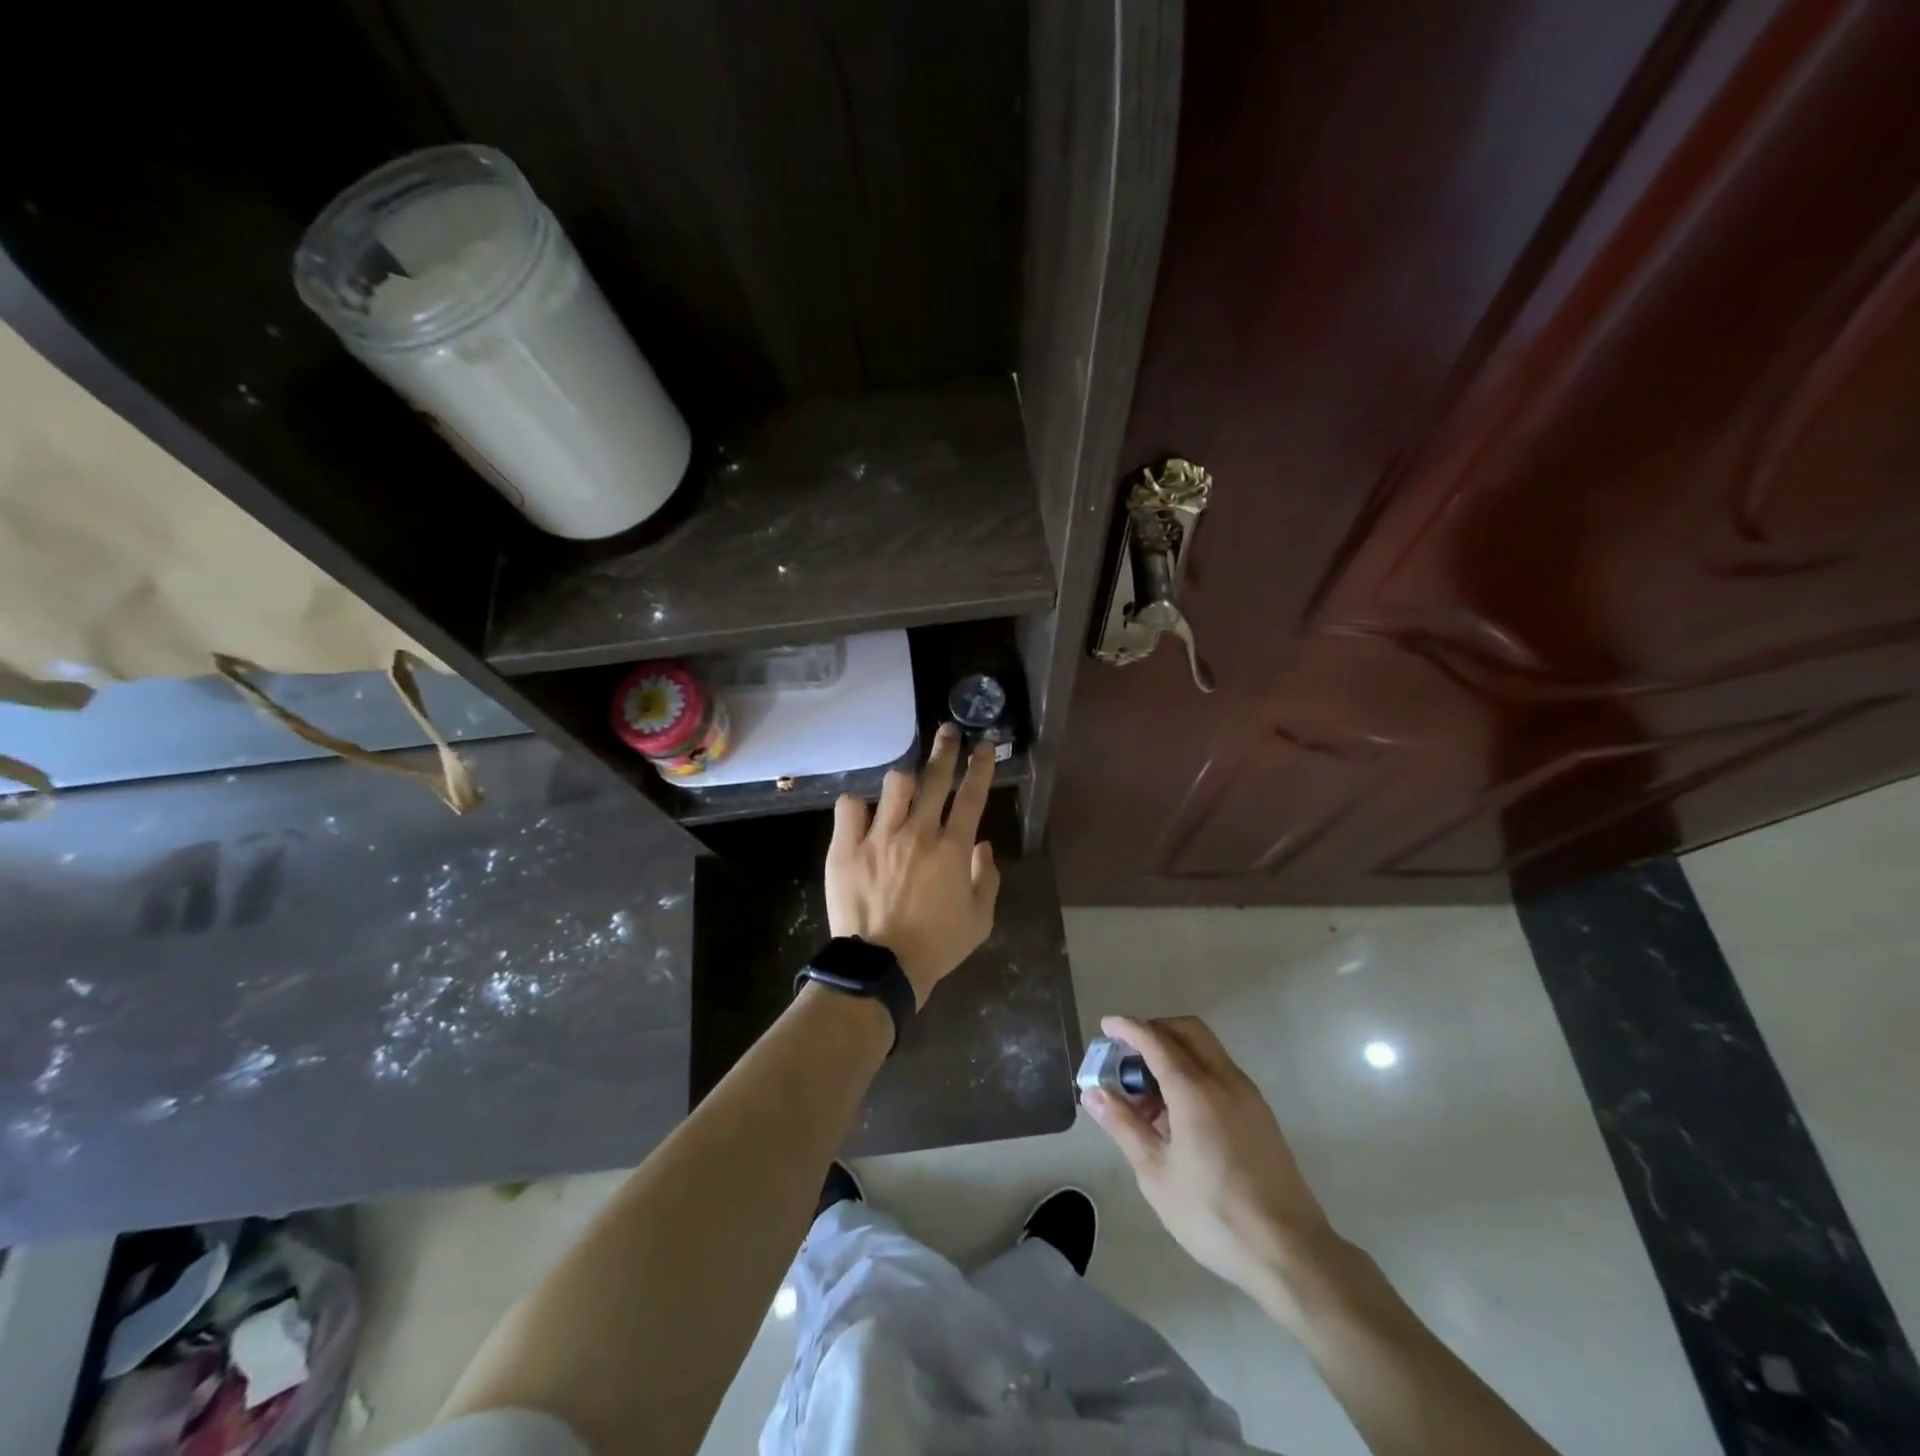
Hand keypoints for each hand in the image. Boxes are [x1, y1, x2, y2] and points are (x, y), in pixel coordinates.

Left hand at [825, 725, 999, 1005]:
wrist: (881, 968)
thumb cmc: (936, 946)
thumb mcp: (979, 920)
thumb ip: (986, 878)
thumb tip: (983, 845)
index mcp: (953, 849)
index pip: (972, 796)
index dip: (981, 766)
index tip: (985, 745)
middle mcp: (919, 833)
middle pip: (936, 778)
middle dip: (946, 749)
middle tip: (948, 732)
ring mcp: (880, 837)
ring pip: (894, 785)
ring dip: (904, 782)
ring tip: (904, 788)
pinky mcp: (846, 847)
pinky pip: (849, 807)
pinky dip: (857, 806)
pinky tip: (862, 814)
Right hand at [1084, 1014, 1341, 1301]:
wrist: (1290, 1252)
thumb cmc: (1213, 1214)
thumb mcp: (1156, 1174)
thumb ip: (1123, 1126)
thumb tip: (1093, 1092)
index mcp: (1195, 1090)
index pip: (1156, 1040)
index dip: (1128, 1028)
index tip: (1106, 1025)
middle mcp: (1224, 1080)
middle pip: (1187, 1030)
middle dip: (1154, 1030)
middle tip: (1127, 1054)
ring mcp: (1248, 1095)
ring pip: (1206, 1049)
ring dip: (1175, 1052)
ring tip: (1149, 1093)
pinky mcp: (1260, 1114)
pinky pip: (1220, 1072)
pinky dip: (1194, 1071)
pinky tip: (1179, 1113)